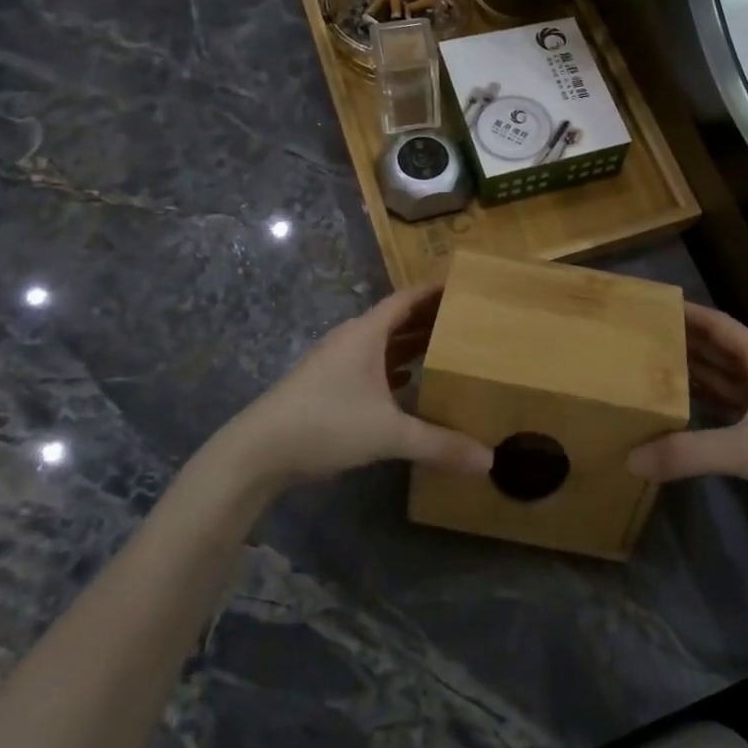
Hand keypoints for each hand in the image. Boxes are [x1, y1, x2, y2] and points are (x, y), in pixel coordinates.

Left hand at [208, 285, 492, 494]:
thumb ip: (439, 444)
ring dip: (410, 344)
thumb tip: (489, 460)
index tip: (465, 287)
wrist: (257, 451)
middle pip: (396, 319)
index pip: (407, 299)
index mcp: (366, 334)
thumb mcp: (388, 433)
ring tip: (446, 349)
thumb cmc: (325, 424)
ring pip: (381, 344)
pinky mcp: (326, 386)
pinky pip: (369, 366)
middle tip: (467, 320)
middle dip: (429, 318)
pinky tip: (409, 383)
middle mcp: (351, 340)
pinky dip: (392, 368)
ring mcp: (335, 363)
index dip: (435, 291)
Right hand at [627, 304, 747, 539]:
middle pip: (720, 350)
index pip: (720, 326)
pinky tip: (684, 412)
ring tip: (652, 370)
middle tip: (640, 339)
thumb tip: (631, 458)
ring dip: (695, 374)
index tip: (653, 306)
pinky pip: (733, 409)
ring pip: (727, 380)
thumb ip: (688, 453)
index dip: (689, 313)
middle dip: (684, 342)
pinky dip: (708, 405)